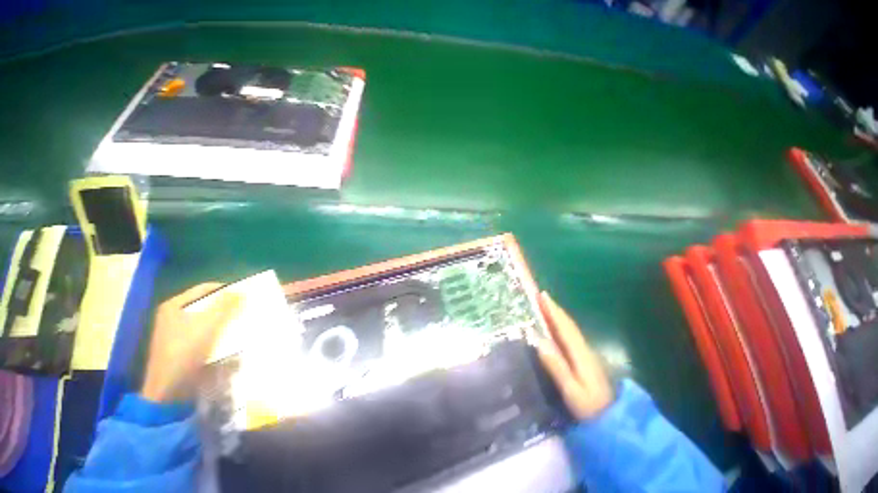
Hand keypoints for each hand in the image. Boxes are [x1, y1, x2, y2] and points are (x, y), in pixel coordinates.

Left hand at [141, 283, 240, 402]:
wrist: (170, 388)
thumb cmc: (186, 350)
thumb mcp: (209, 324)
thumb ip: (226, 305)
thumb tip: (241, 291)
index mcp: (174, 305)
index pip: (206, 288)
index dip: (227, 289)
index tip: (246, 293)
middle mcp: (175, 315)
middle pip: (207, 304)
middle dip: (228, 306)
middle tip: (247, 307)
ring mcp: (179, 332)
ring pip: (209, 319)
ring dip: (226, 320)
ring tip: (243, 322)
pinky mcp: (185, 346)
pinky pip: (207, 333)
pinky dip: (220, 332)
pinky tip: (232, 337)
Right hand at [537, 291, 613, 419]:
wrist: (614, 421)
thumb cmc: (590, 408)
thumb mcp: (572, 391)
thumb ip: (556, 366)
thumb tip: (538, 341)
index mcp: (580, 354)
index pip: (564, 327)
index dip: (553, 310)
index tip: (542, 295)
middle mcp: (584, 349)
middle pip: (568, 324)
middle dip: (555, 308)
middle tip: (541, 295)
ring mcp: (586, 354)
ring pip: (570, 328)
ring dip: (558, 315)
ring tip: (545, 305)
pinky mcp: (585, 359)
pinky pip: (571, 335)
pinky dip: (562, 325)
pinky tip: (556, 326)